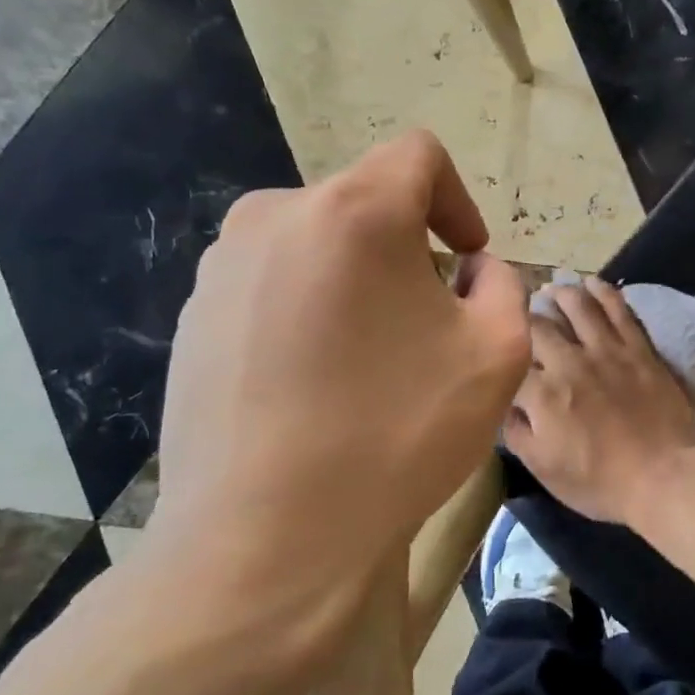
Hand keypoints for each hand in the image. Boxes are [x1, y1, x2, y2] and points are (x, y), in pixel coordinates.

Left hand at [148, 131, 530, 655]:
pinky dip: (309, 308)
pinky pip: (272, 284)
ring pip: (317, 243)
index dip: (456, 198)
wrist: (267, 540)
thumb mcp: (498, 353)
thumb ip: (501, 284)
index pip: (418, 154)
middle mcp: (276, 218)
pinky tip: (317, 383)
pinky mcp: (193, 317)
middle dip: (408, 247)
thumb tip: (467, 270)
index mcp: (354, 211)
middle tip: (428, 322)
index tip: (465, 258)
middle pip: (365, 202)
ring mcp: (222, 268)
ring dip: (357, 278)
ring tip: (372, 357)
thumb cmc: (398, 433)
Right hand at [502, 277, 694, 524]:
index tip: (494, 345)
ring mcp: (607, 350)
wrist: (663, 477)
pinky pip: (619, 310)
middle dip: (525, 315)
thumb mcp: (542, 469)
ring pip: (578, 306)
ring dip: (561, 293)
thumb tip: (501, 402)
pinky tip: (592, 282)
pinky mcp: (639, 348)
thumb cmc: (599, 482)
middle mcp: (570, 362)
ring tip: (553, 287)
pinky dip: (603, 292)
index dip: (499, 351)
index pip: (509, 360)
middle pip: (539, 325)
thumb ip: (515, 431)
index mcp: (542, 393)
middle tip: (519, 311)